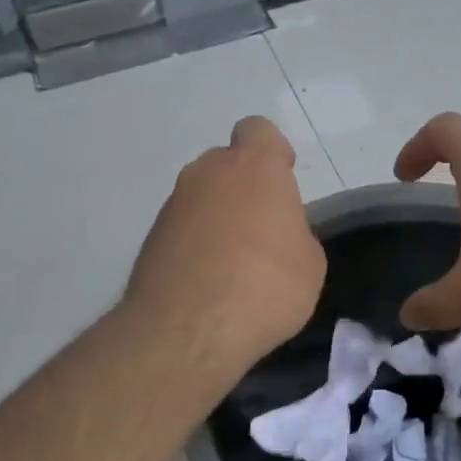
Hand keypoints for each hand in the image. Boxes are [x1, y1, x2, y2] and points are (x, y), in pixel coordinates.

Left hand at [125, 117, 325, 381]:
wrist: (189, 329)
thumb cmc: (267, 286)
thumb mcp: (310, 263)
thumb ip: (294, 234)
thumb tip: (277, 237)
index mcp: (255, 168)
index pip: (259, 131)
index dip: (273, 153)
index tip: (283, 183)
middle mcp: (208, 173)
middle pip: (227, 163)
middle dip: (244, 187)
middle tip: (262, 230)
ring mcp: (173, 204)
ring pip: (202, 196)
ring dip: (218, 217)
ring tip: (234, 264)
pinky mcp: (150, 237)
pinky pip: (183, 228)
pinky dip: (196, 244)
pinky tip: (209, 282)